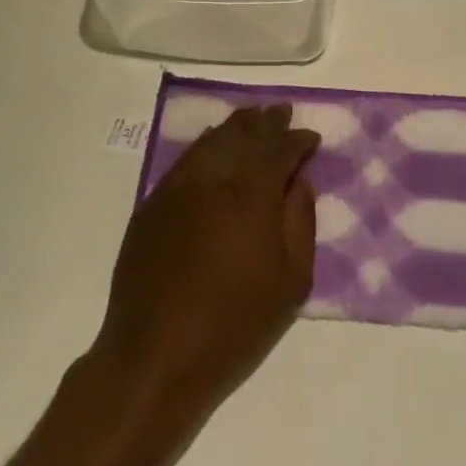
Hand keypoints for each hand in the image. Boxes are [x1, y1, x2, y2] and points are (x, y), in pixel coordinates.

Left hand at [92, 104, 319, 422]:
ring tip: (252, 118)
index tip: (311, 138)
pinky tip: (213, 144)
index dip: (298, 140)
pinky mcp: (154, 202)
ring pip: (212, 140)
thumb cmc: (233, 325)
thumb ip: (300, 223)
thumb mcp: (291, 283)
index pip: (280, 149)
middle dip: (266, 121)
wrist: (154, 354)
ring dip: (235, 126)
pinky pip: (186, 159)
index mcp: (252, 193)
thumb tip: (300, 182)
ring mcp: (178, 186)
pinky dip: (206, 144)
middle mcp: (214, 177)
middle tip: (281, 111)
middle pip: (243, 134)